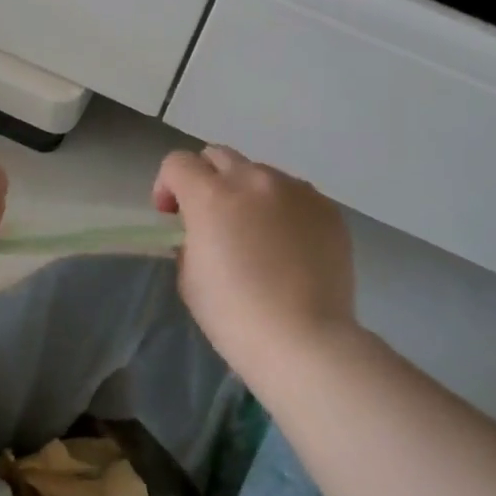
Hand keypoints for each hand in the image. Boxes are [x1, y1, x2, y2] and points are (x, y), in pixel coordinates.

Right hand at [152, 146, 357, 382]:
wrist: (303, 340)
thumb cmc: (234, 315)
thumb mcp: (190, 278)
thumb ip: (190, 241)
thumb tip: (203, 234)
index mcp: (212, 196)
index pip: (178, 163)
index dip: (167, 186)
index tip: (171, 216)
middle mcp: (255, 181)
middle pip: (220, 156)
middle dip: (206, 180)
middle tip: (209, 218)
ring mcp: (298, 192)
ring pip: (262, 175)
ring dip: (248, 194)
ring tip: (255, 235)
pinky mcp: (328, 210)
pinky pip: (296, 197)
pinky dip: (283, 211)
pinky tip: (287, 248)